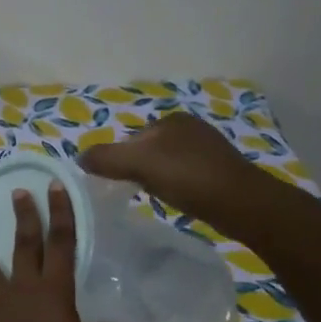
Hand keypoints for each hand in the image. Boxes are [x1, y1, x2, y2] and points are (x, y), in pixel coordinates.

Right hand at [81, 111, 260, 218]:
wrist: (240, 202)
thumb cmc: (187, 177)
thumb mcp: (138, 163)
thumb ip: (106, 157)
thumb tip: (80, 158)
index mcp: (171, 119)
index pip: (130, 139)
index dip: (119, 160)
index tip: (117, 183)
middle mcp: (190, 127)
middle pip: (147, 151)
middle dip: (138, 169)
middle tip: (134, 192)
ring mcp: (208, 148)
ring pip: (166, 164)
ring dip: (157, 179)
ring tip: (156, 198)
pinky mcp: (219, 170)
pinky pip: (185, 176)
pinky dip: (176, 186)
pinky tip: (178, 200)